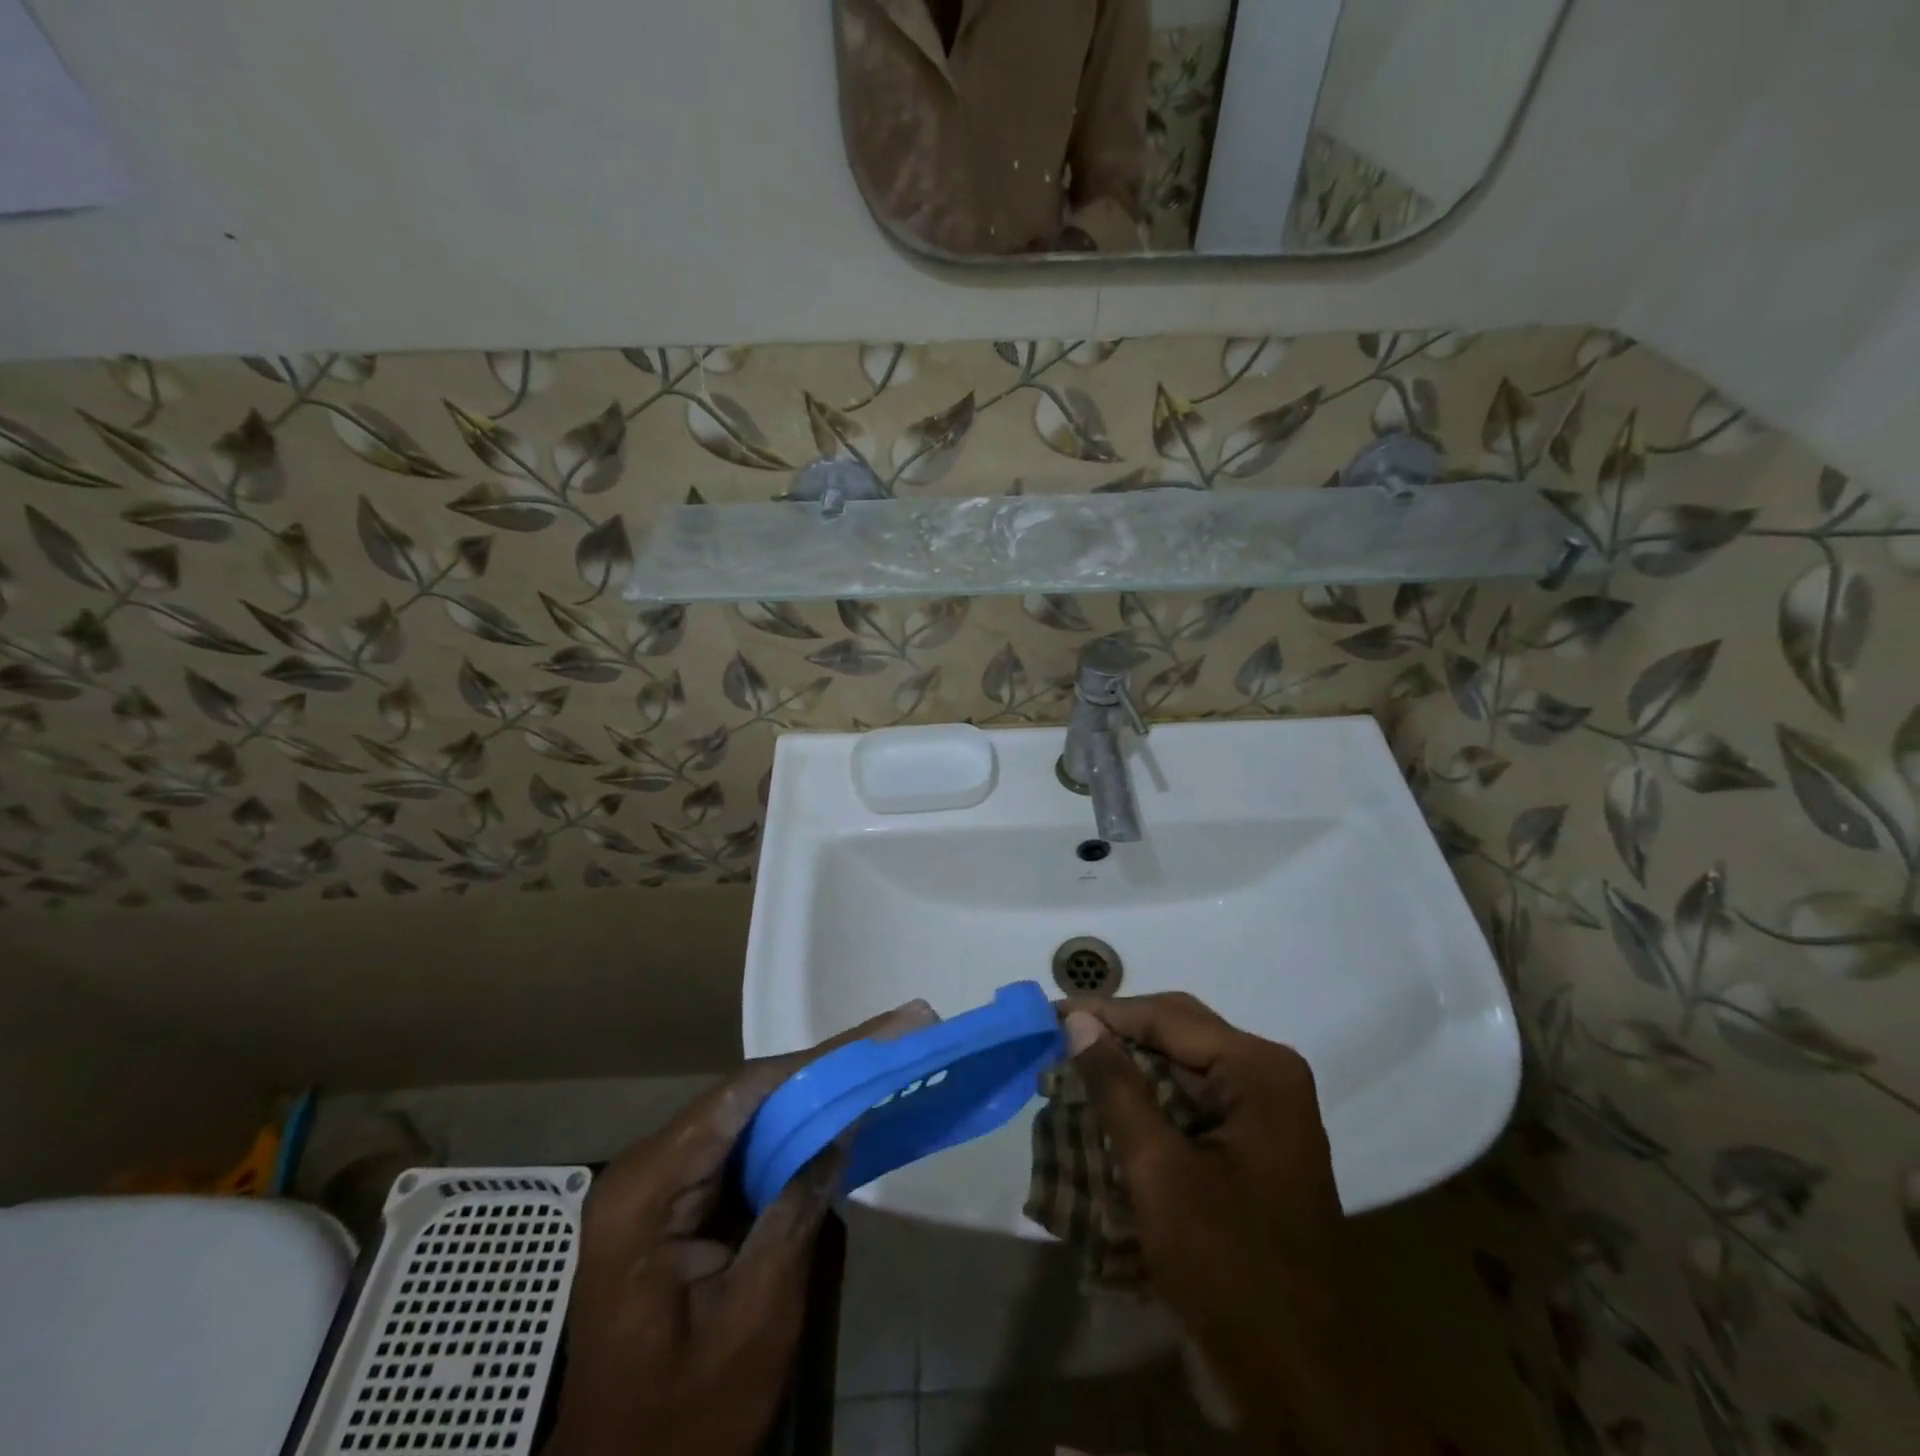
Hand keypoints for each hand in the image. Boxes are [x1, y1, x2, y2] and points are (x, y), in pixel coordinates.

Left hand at [547, 1002, 935, 1455]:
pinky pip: (743, 1148)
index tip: (884, 1032)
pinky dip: (794, 1130)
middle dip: (825, 1066)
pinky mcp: (677, 1204)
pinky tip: (837, 1112)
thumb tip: (845, 1121)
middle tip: (896, 1035)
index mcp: (649, 1189)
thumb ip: (798, 1207)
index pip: (745, 1095)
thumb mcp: (757, 1316)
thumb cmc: (688, 1419)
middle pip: (748, 1096)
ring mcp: (659, 1185)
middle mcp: (647, 1168)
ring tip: (878, 1057)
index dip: (820, 1059)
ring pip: (749, 1115)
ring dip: (814, 1091)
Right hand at [1062, 993, 1428, 1454]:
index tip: (1048, 1014)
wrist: (1304, 1386)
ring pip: (1181, 1070)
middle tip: (1055, 1041)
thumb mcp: (1159, 1171)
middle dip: (1116, 1039)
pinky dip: (1148, 1105)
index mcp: (1258, 1070)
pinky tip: (1108, 1113)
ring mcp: (1264, 1115)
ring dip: (1129, 1072)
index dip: (1104, 1013)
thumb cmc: (1230, 1269)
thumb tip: (1076, 1020)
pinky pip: (1191, 1105)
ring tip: (1071, 1072)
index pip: (1167, 1017)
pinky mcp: (1252, 1149)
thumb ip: (1116, 1087)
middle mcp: (1267, 1078)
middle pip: (1177, 1036)